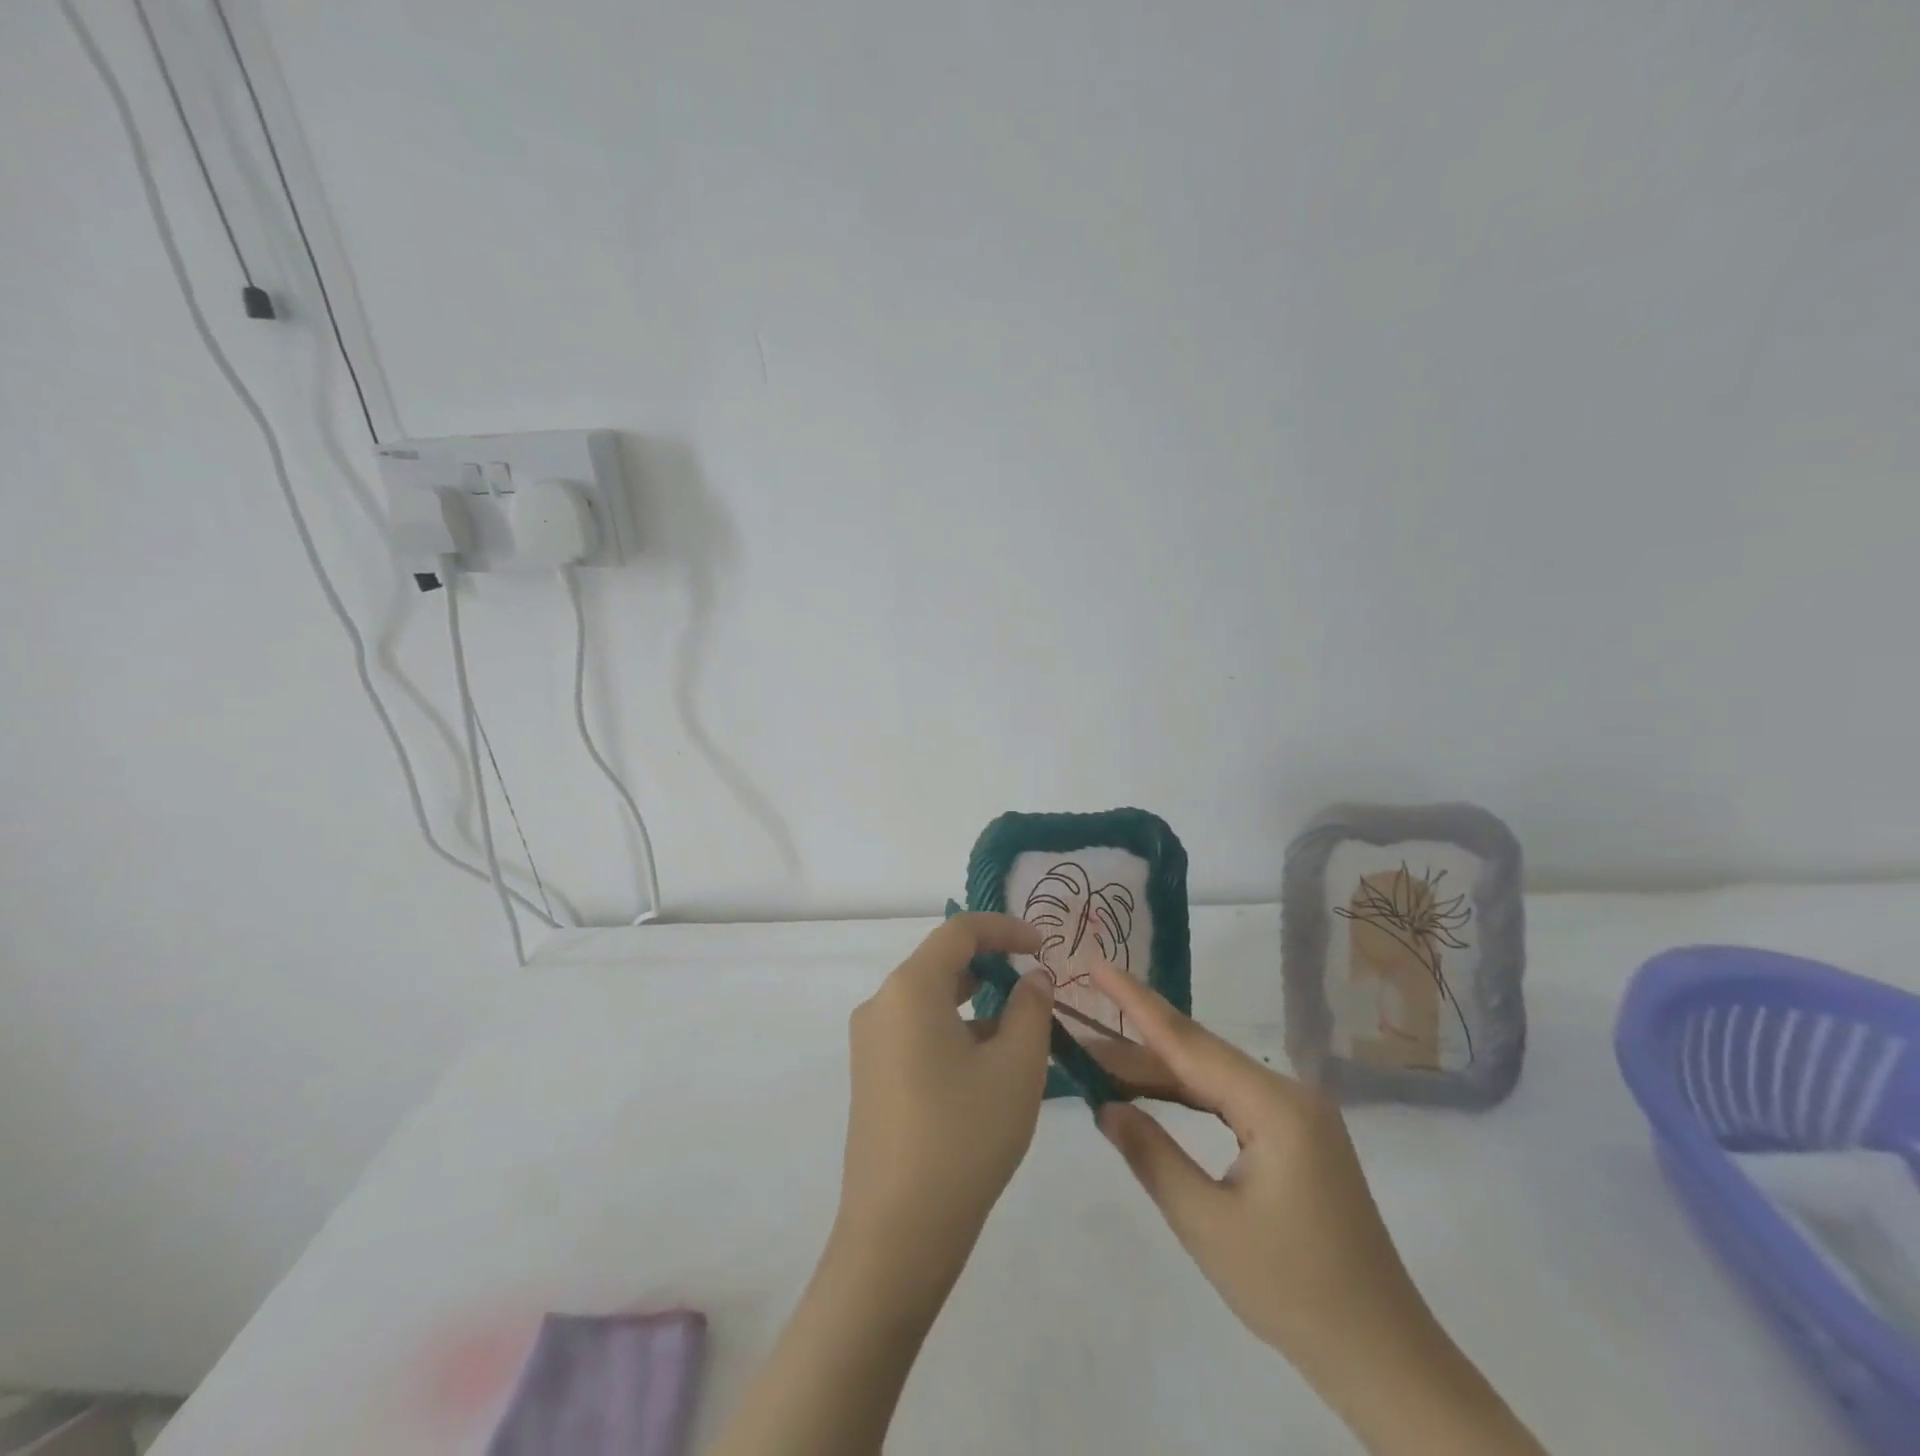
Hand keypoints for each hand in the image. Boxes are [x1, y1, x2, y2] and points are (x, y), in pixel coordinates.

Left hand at [709, 915, 1054, 1455]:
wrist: (898, 1232)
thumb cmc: (965, 1136)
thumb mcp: (1016, 1067)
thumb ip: (1031, 1008)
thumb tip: (1032, 977)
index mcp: (910, 988)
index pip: (959, 931)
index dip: (1005, 928)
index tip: (1043, 944)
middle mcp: (881, 1003)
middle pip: (941, 962)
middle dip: (992, 966)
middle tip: (1037, 986)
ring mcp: (870, 1042)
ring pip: (929, 999)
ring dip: (975, 1001)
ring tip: (1021, 1029)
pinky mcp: (870, 1075)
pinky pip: (916, 1030)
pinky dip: (953, 1029)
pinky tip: (986, 1065)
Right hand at [1088, 958, 1546, 1455]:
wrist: (1383, 1357)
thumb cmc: (1294, 1291)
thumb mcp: (1207, 1225)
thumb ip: (1152, 1155)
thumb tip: (1106, 1107)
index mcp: (1275, 1106)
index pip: (1188, 1041)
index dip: (1135, 1001)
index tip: (1097, 963)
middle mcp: (1288, 1095)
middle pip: (1198, 1056)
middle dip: (1135, 1044)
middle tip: (1078, 1030)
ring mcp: (1296, 1116)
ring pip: (1212, 1078)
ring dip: (1157, 1073)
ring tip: (1099, 1062)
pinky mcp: (1295, 1138)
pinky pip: (1228, 1101)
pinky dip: (1186, 1097)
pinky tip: (1152, 1095)